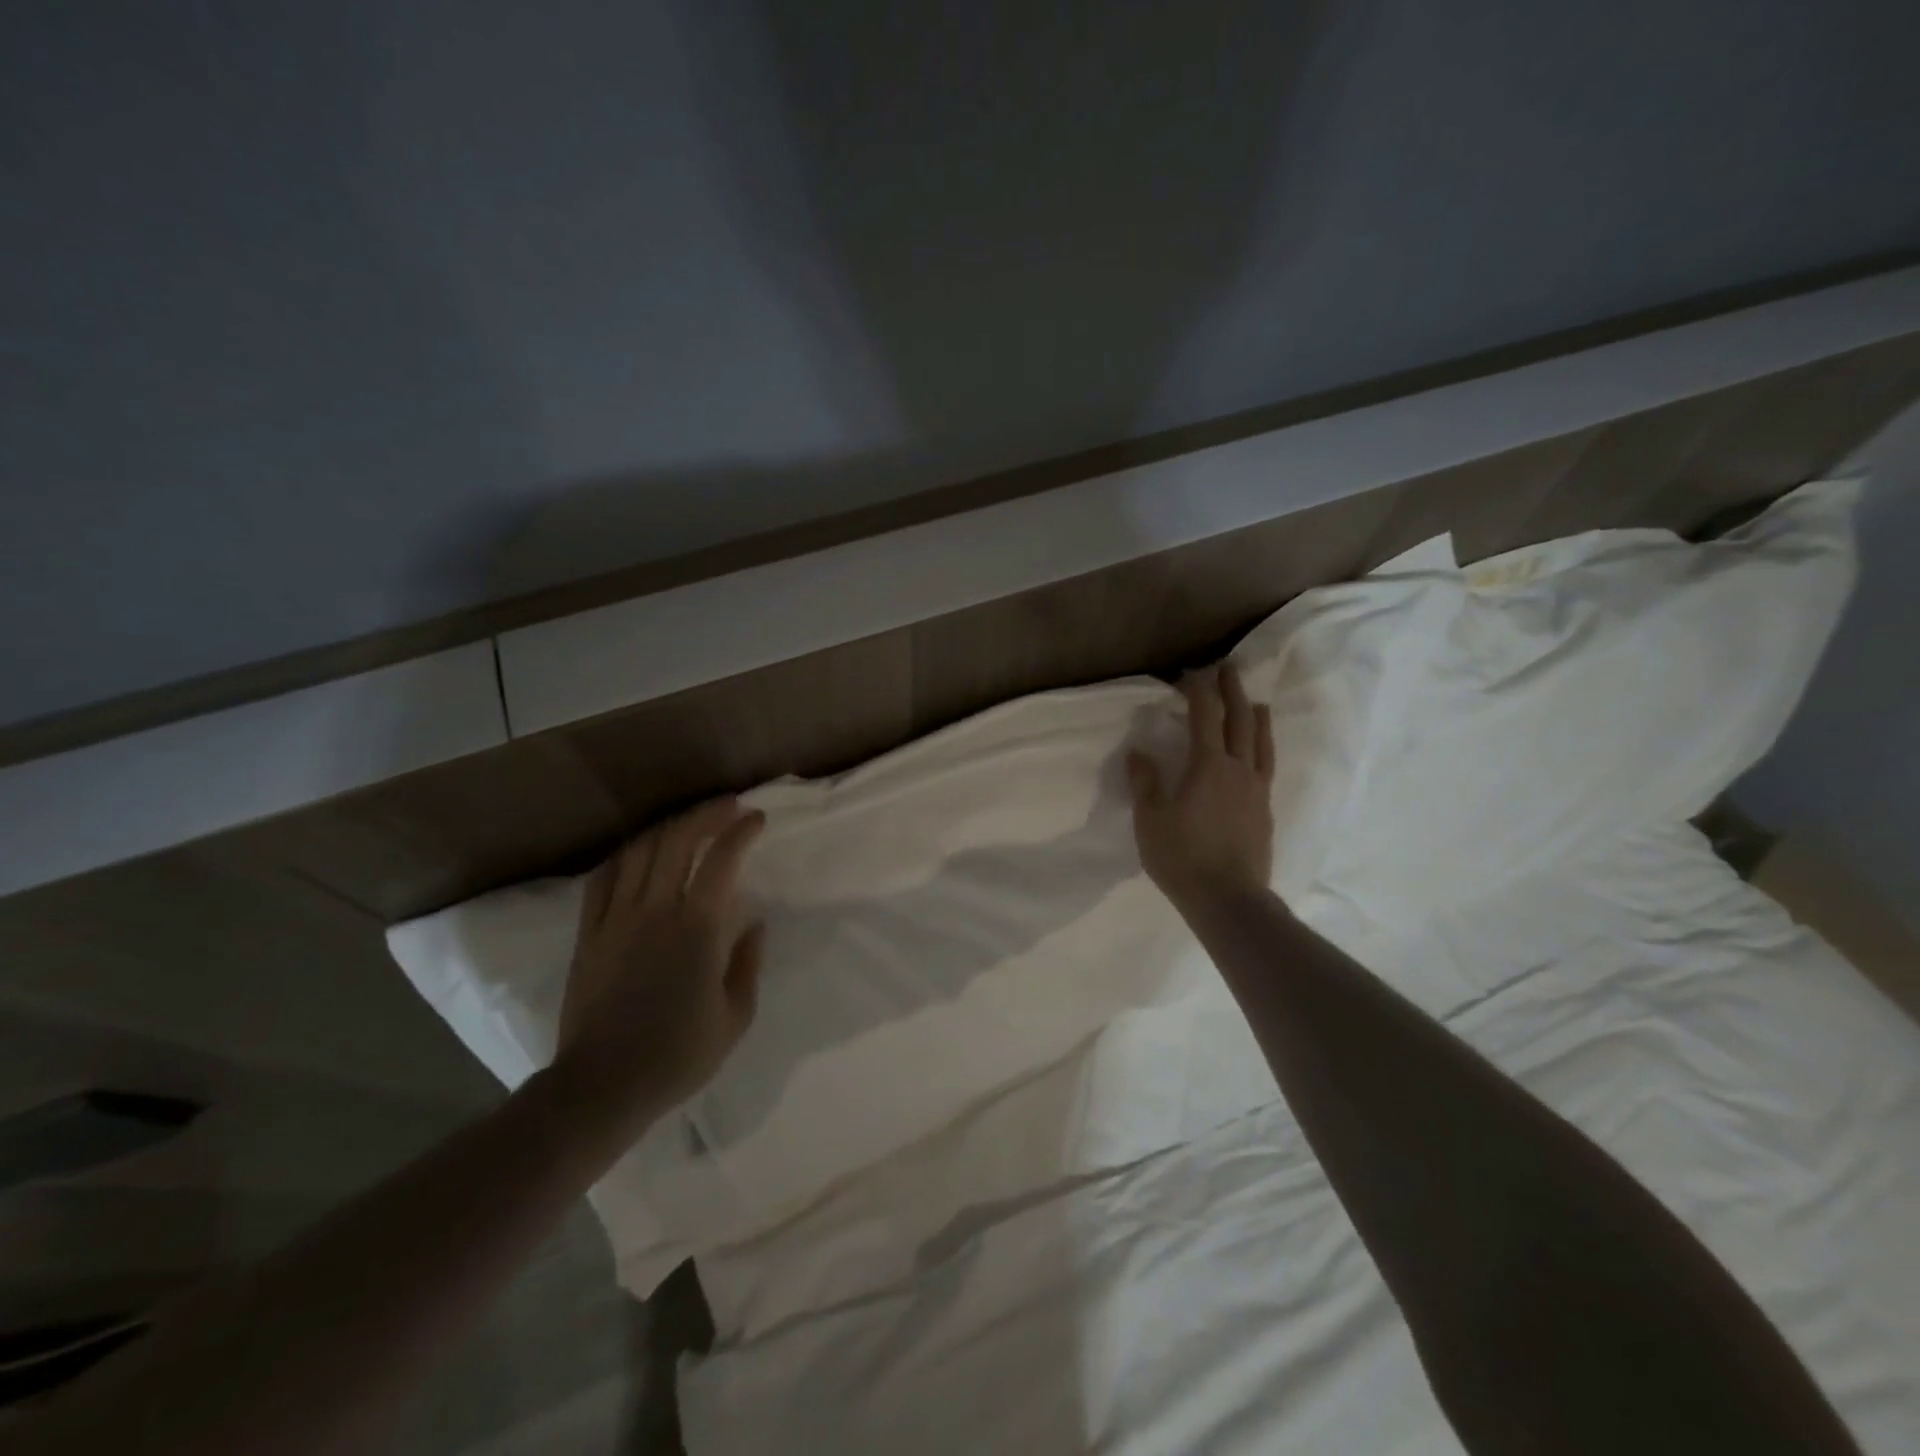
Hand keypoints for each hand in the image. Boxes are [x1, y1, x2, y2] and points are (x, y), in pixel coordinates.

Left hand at [550, 798, 766, 1149]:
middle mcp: (656, 910)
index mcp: (697, 929)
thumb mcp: (735, 1017)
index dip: (741, 831)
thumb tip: (755, 924)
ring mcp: (616, 918)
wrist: (603, 1086)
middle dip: (706, 814)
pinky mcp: (589, 932)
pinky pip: (603, 877)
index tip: (757, 819)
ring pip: (640, 850)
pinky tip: (640, 850)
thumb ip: (748, 963)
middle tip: (729, 806)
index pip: (722, 860)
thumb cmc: (678, 1055)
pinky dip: (626, 853)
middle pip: (678, 840)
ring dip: (668, 827)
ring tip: (689, 823)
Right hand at [1127, 664, 1274, 913]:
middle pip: (1241, 720)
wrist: (1229, 899)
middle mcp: (1239, 770)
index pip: (1205, 716)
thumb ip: (1145, 782)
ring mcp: (1257, 791)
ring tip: (1256, 703)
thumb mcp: (1151, 820)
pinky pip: (1267, 767)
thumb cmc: (1182, 857)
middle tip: (1228, 669)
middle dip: (1233, 691)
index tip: (1190, 673)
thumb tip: (1138, 752)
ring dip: (1257, 717)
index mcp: (1209, 766)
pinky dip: (1263, 747)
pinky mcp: (1265, 811)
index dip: (1198, 690)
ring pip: (1262, 743)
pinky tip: (1258, 754)